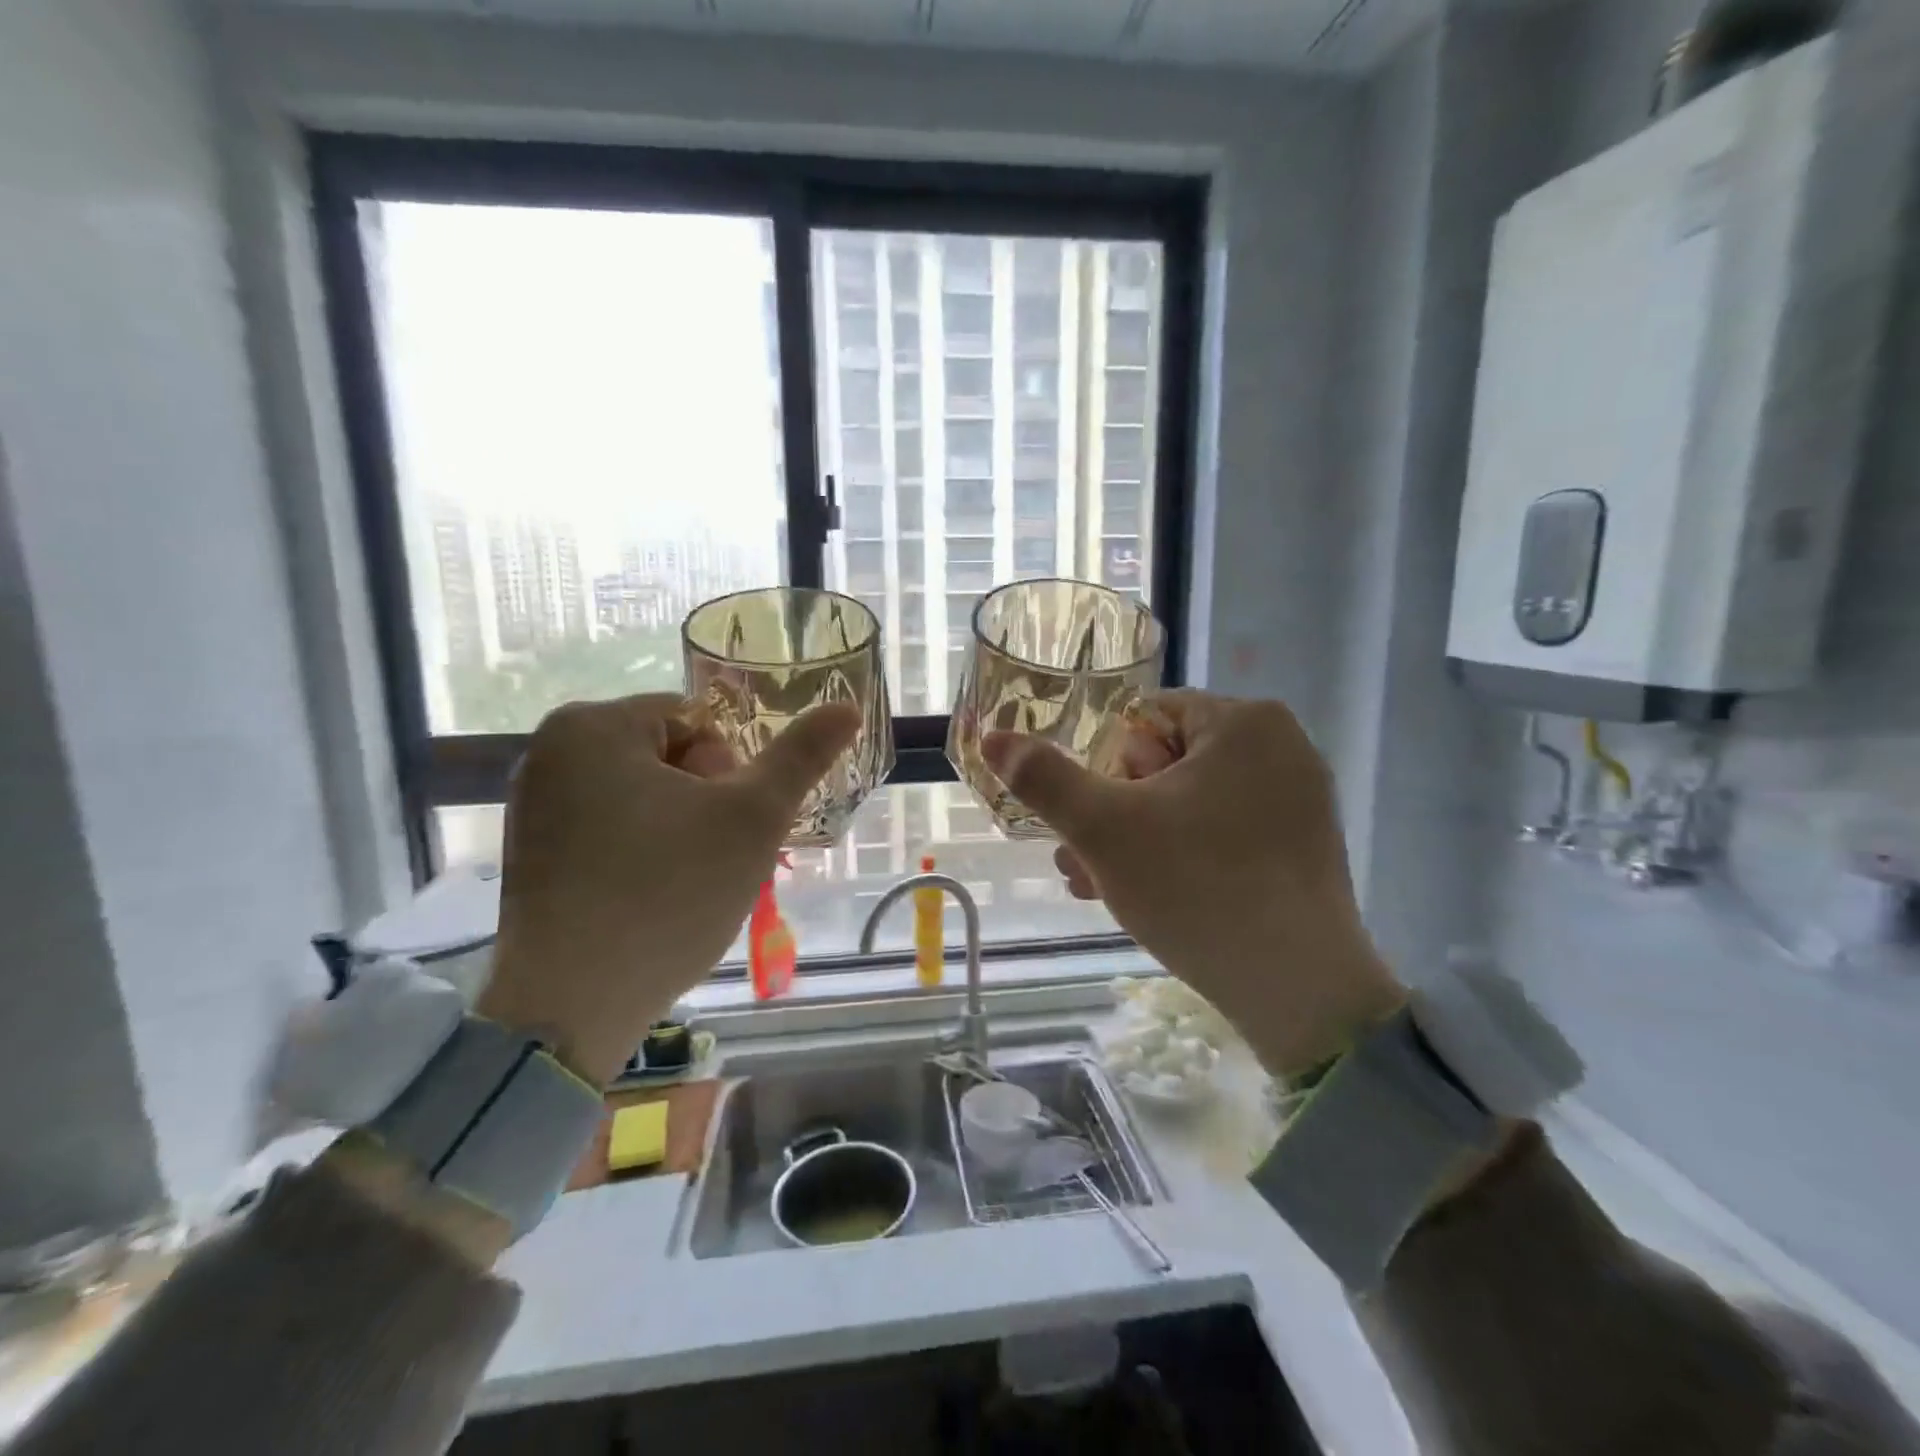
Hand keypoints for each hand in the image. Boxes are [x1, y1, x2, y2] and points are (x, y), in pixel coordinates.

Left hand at [477, 694, 859, 1084]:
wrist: (573, 1007)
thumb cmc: (669, 893)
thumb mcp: (754, 817)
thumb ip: (802, 756)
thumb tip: (848, 707)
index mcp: (594, 725)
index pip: (700, 722)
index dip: (730, 774)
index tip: (725, 827)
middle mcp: (550, 750)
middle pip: (670, 755)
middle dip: (704, 802)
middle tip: (709, 859)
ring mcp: (533, 803)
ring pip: (645, 794)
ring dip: (681, 828)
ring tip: (685, 882)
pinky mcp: (529, 850)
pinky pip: (611, 827)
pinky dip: (643, 850)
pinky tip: (651, 896)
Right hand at [983, 691, 1404, 1078]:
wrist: (1298, 992)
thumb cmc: (1195, 887)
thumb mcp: (1103, 829)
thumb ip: (1043, 778)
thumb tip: (993, 736)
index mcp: (1244, 721)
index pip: (1143, 720)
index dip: (1105, 768)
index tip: (1095, 819)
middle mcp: (1282, 747)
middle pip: (1164, 763)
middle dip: (1114, 812)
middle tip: (1082, 861)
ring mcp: (1300, 800)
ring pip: (1189, 804)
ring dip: (1136, 840)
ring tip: (1095, 886)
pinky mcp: (1304, 847)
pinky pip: (1223, 833)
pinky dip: (1181, 856)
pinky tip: (1145, 896)